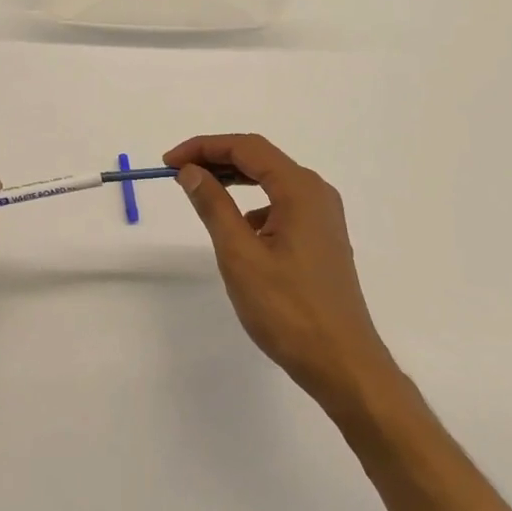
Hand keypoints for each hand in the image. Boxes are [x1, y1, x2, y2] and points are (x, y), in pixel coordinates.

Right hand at [165, 134, 397, 418]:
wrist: (343, 363)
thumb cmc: (288, 310)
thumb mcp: (240, 255)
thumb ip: (214, 206)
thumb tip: (191, 171)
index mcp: (300, 189)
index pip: (246, 147)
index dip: (204, 147)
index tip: (169, 162)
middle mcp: (316, 192)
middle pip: (260, 159)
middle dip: (217, 160)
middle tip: (178, 173)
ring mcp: (323, 216)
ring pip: (271, 181)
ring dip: (234, 180)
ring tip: (200, 193)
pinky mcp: (322, 238)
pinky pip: (282, 204)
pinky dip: (253, 204)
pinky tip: (237, 229)